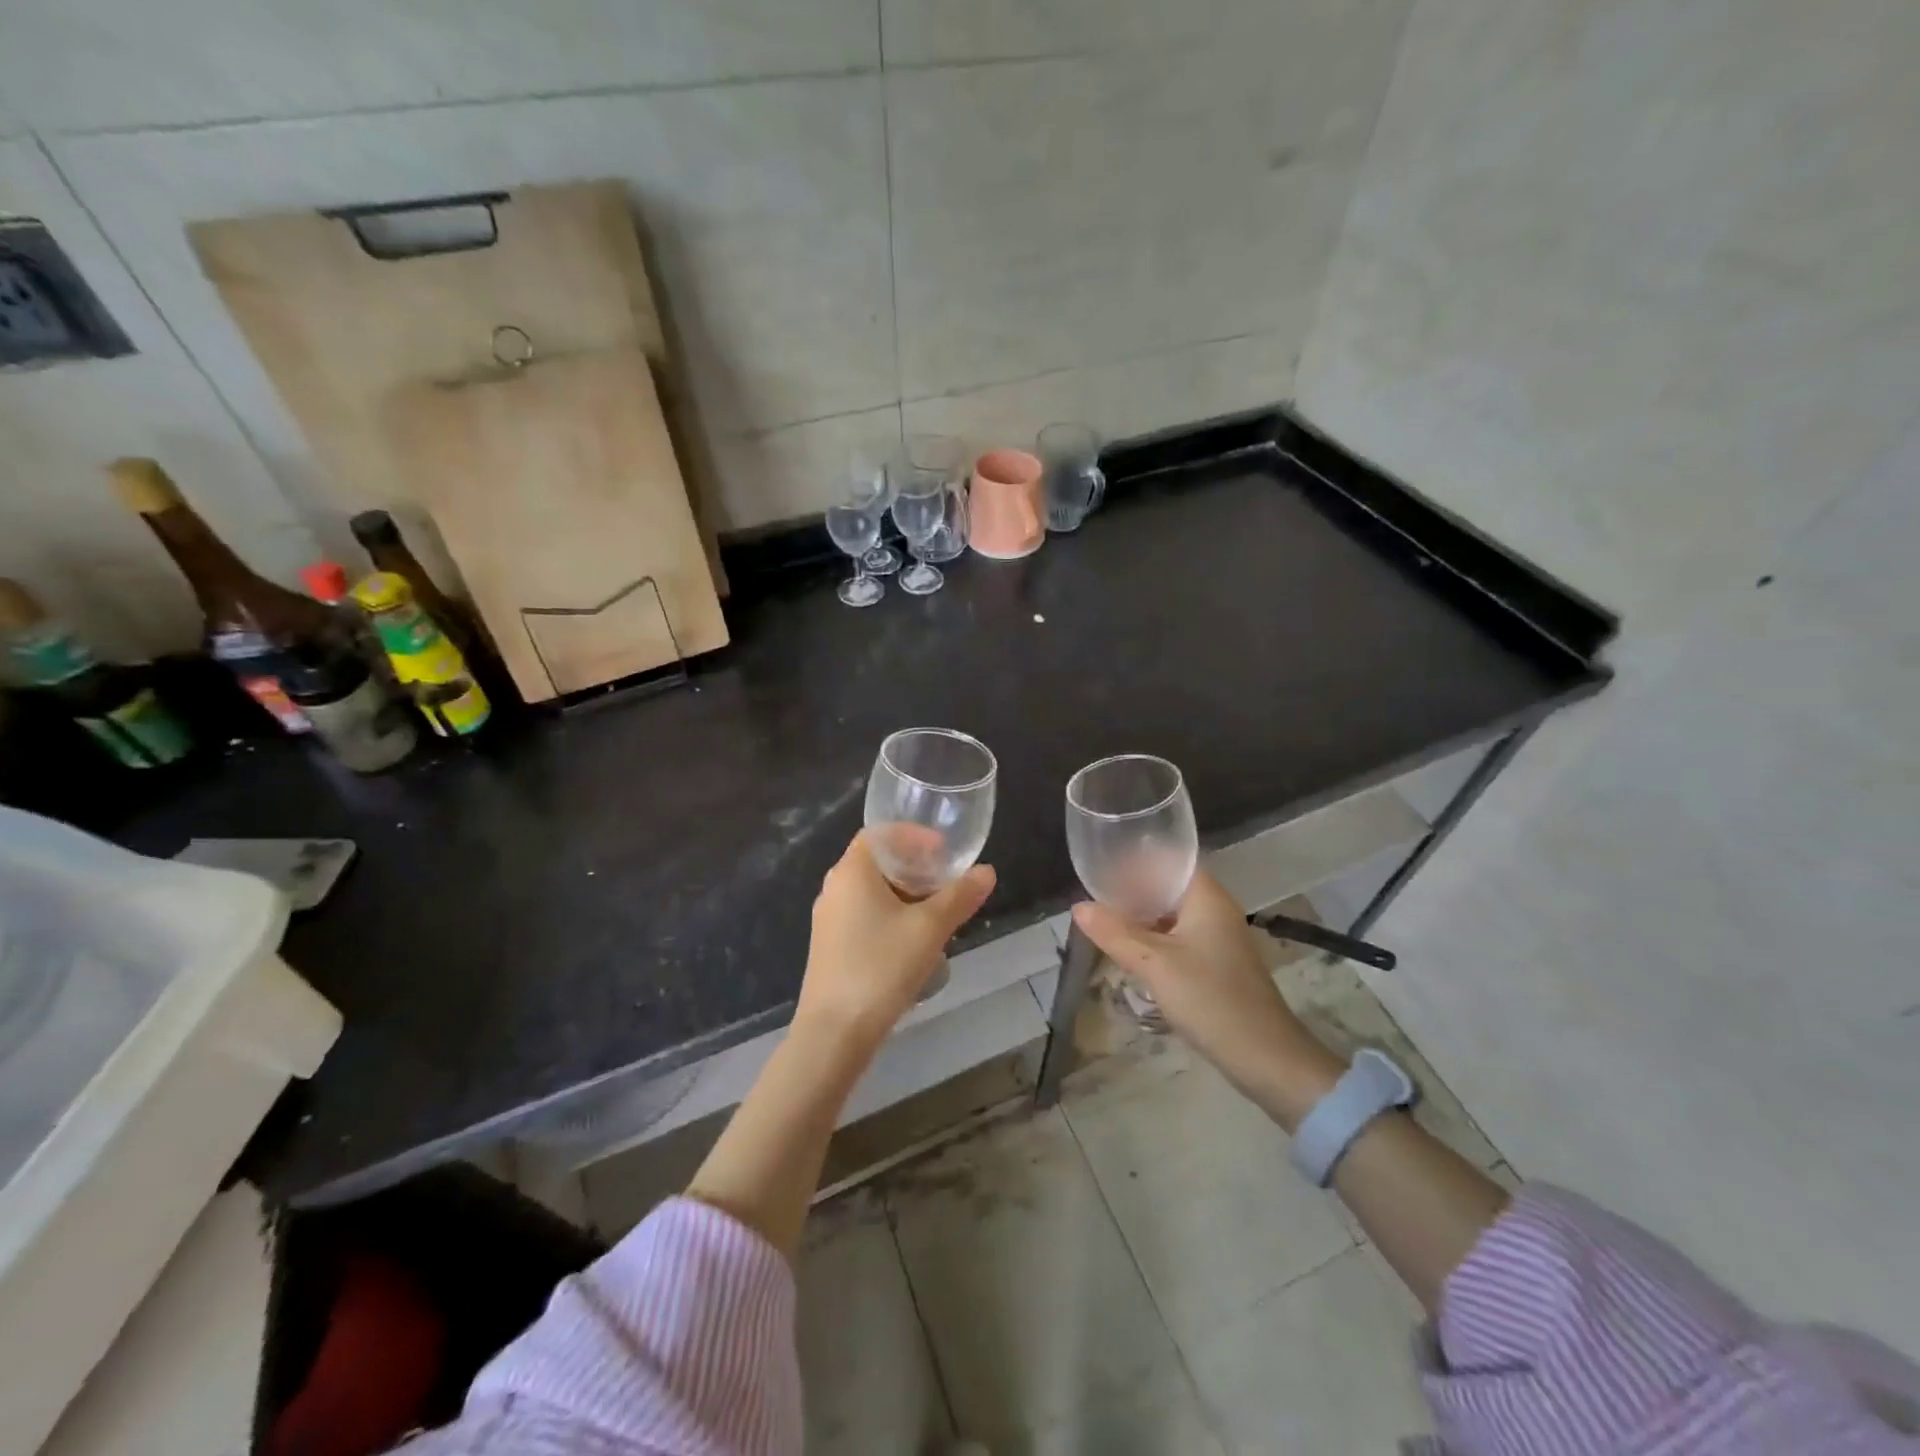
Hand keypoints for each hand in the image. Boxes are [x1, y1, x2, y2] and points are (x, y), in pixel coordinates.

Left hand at [794, 830, 995, 1047]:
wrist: (835, 1032)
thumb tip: (987, 872)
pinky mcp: (830, 947)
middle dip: (913, 867)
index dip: (913, 835)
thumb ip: (960, 896)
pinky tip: (913, 941)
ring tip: (937, 911)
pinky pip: (863, 916)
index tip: (943, 850)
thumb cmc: (881, 967)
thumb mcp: (930, 928)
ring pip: (871, 892)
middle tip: (946, 880)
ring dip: (904, 894)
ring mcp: (828, 919)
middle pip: (876, 862)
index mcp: (852, 871)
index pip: (880, 833)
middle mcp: (834, 888)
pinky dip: (890, 916)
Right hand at [1072, 871, 1338, 1117]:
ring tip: (1104, 921)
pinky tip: (1130, 951)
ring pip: (1172, 916)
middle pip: (1168, 888)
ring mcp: (1219, 938)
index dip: (1135, 860)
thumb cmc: (1209, 998)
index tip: (1102, 865)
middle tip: (1094, 895)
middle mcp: (1216, 909)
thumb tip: (1078, 906)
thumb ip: (1115, 933)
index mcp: (1207, 897)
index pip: (1168, 861)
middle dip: (1133, 891)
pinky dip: (1155, 940)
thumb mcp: (1154, 964)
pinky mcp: (1217, 964)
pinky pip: (1179, 939)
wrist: (1264, 1057)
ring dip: (1142, 918)